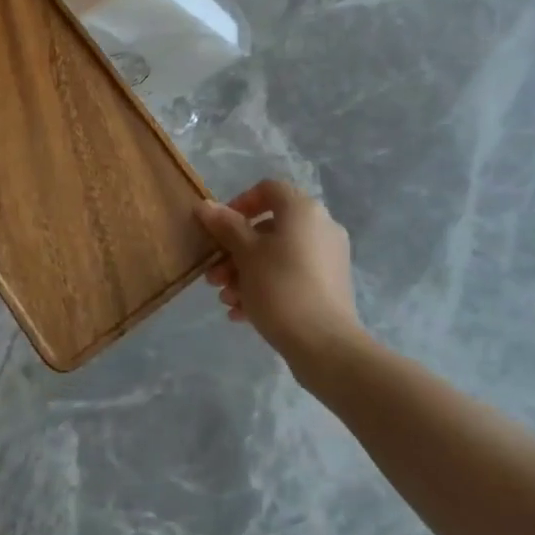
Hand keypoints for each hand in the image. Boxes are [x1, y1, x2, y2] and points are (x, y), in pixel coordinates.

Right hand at [196, 181, 372, 384]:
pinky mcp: (329, 286)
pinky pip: (291, 277)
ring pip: (277, 256)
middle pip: (269, 228)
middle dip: (235, 251)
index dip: (239, 203)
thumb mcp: (246, 255)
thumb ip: (225, 226)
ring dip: (246, 273)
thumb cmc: (280, 288)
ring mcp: (328, 258)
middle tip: (213, 276)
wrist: (324, 345)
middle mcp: (321, 227)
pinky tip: (241, 314)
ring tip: (226, 299)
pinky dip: (266, 288)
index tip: (218, 229)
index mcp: (303, 210)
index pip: (268, 189)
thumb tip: (205, 205)